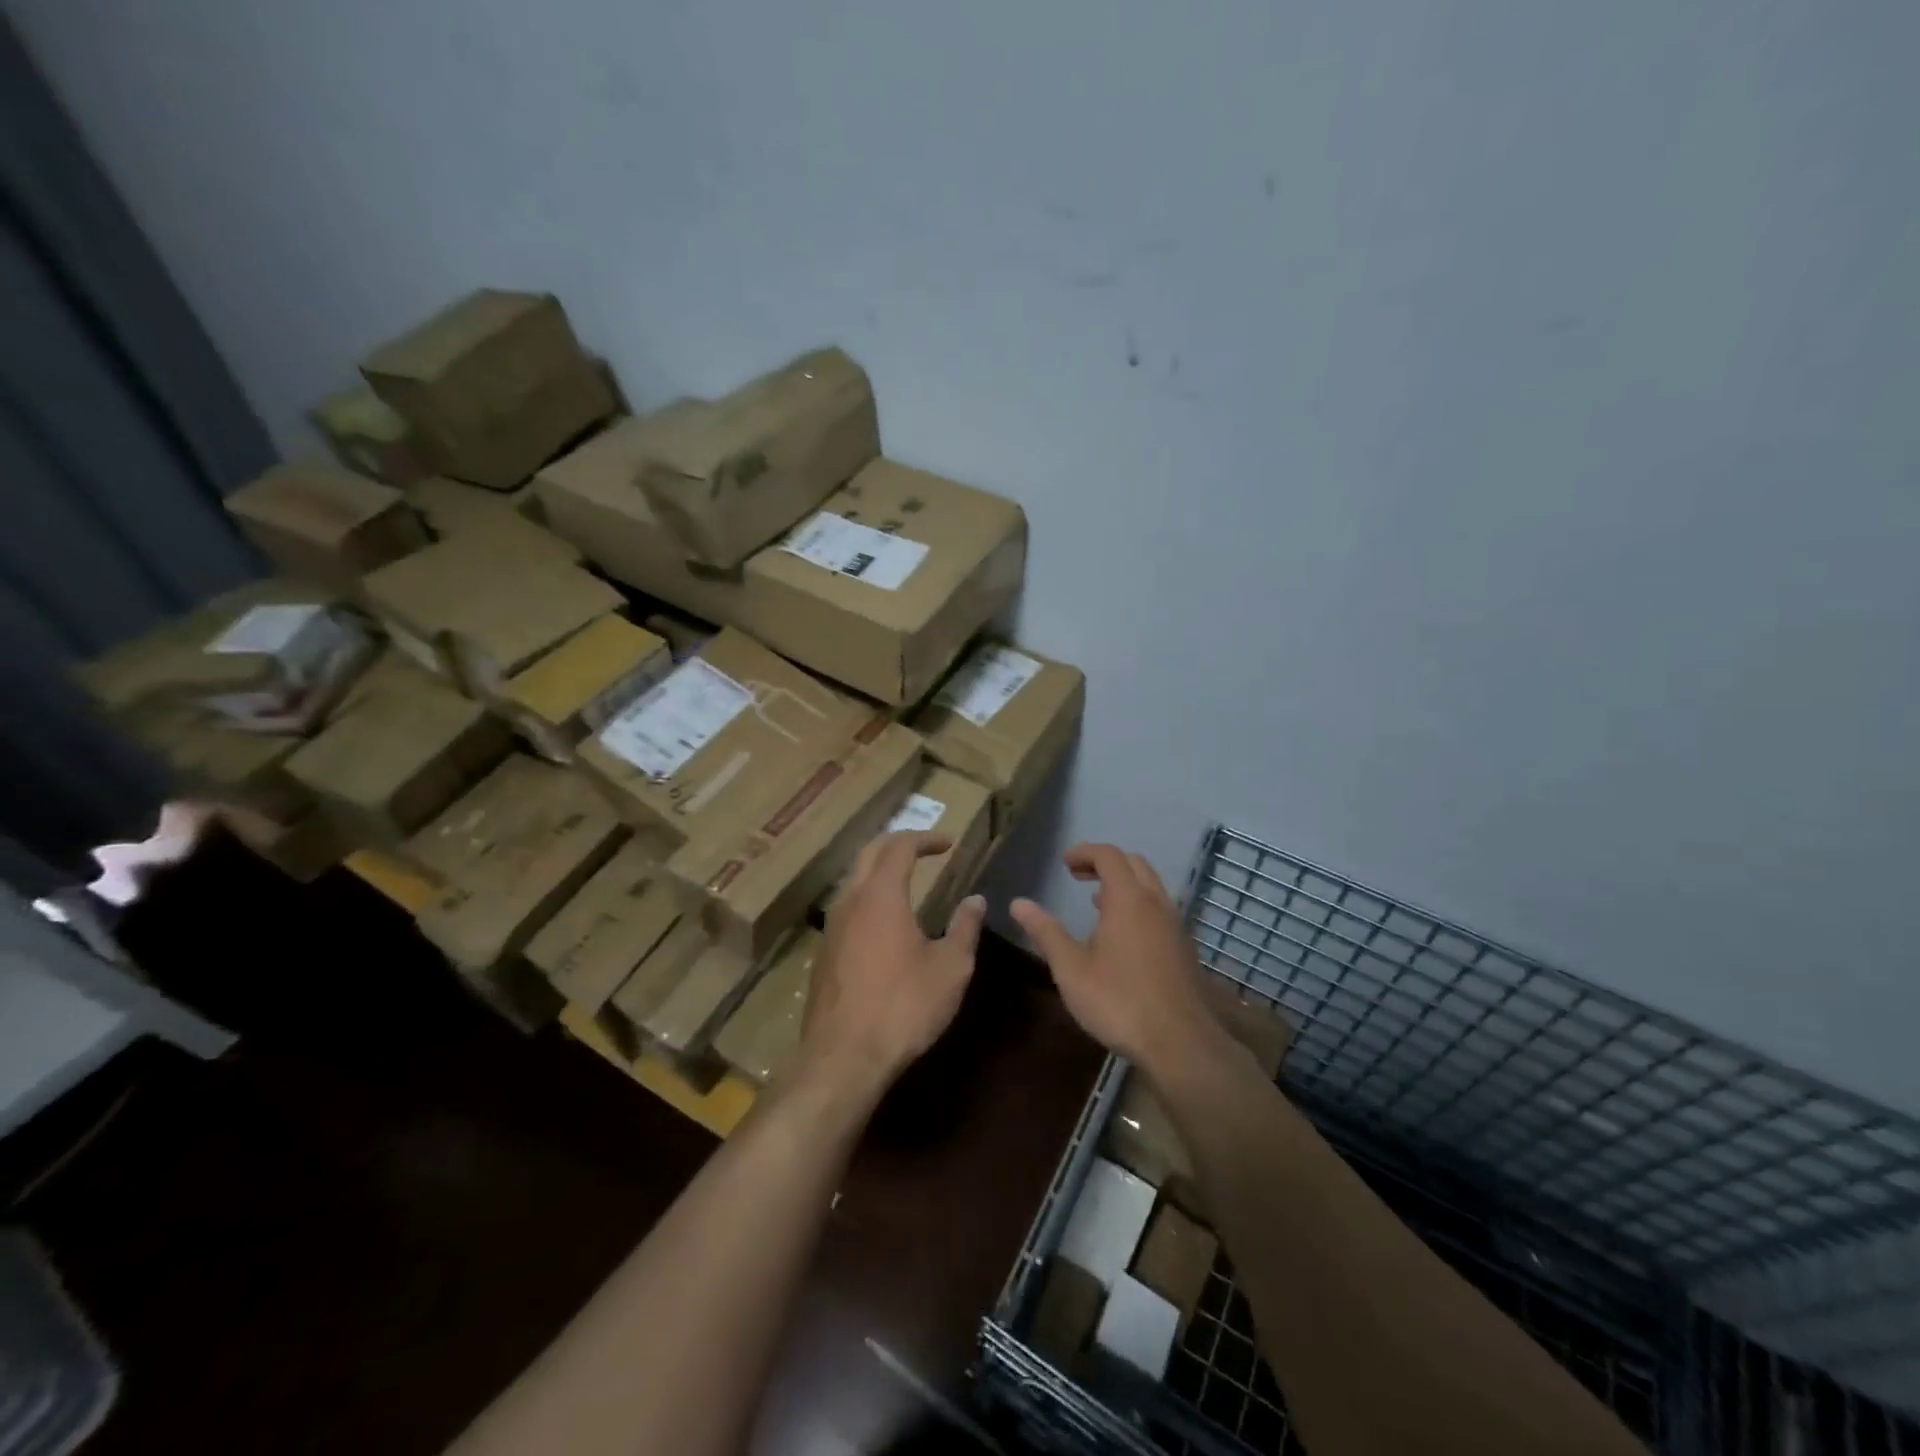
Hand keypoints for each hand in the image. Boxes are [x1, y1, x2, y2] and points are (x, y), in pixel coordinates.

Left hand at [795, 832, 985, 1101]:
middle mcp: (850, 901)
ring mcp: (831, 927)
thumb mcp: (951, 967)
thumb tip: (976, 900)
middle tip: (923, 848)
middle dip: (897, 843)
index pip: (900, 846)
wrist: (844, 1057)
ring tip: (903, 878)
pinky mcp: (823, 953)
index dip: (925, 838)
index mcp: (881, 895)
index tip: (948, 842)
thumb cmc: (904, 1006)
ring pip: (852, 879)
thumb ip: (965, 927)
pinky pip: (845, 907)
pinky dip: (866, 897)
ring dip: (877, 869)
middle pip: (868, 853)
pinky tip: (881, 921)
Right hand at [1012, 844, 1221, 1074]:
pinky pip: (1160, 908)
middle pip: (1133, 863)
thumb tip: (1018, 904)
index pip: (1108, 855)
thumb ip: (1046, 932)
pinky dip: (1139, 904)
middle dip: (1104, 862)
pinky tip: (1122, 935)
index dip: (1084, 852)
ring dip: (1124, 883)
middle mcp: (1156, 903)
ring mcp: (1175, 924)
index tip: (1064, 863)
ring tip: (1096, 902)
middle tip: (1078, 876)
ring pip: (1151, 885)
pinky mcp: (1184, 946)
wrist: (1180, 1042)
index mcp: (1128, 900)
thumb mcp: (1071, 969)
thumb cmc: (1119, 1001)